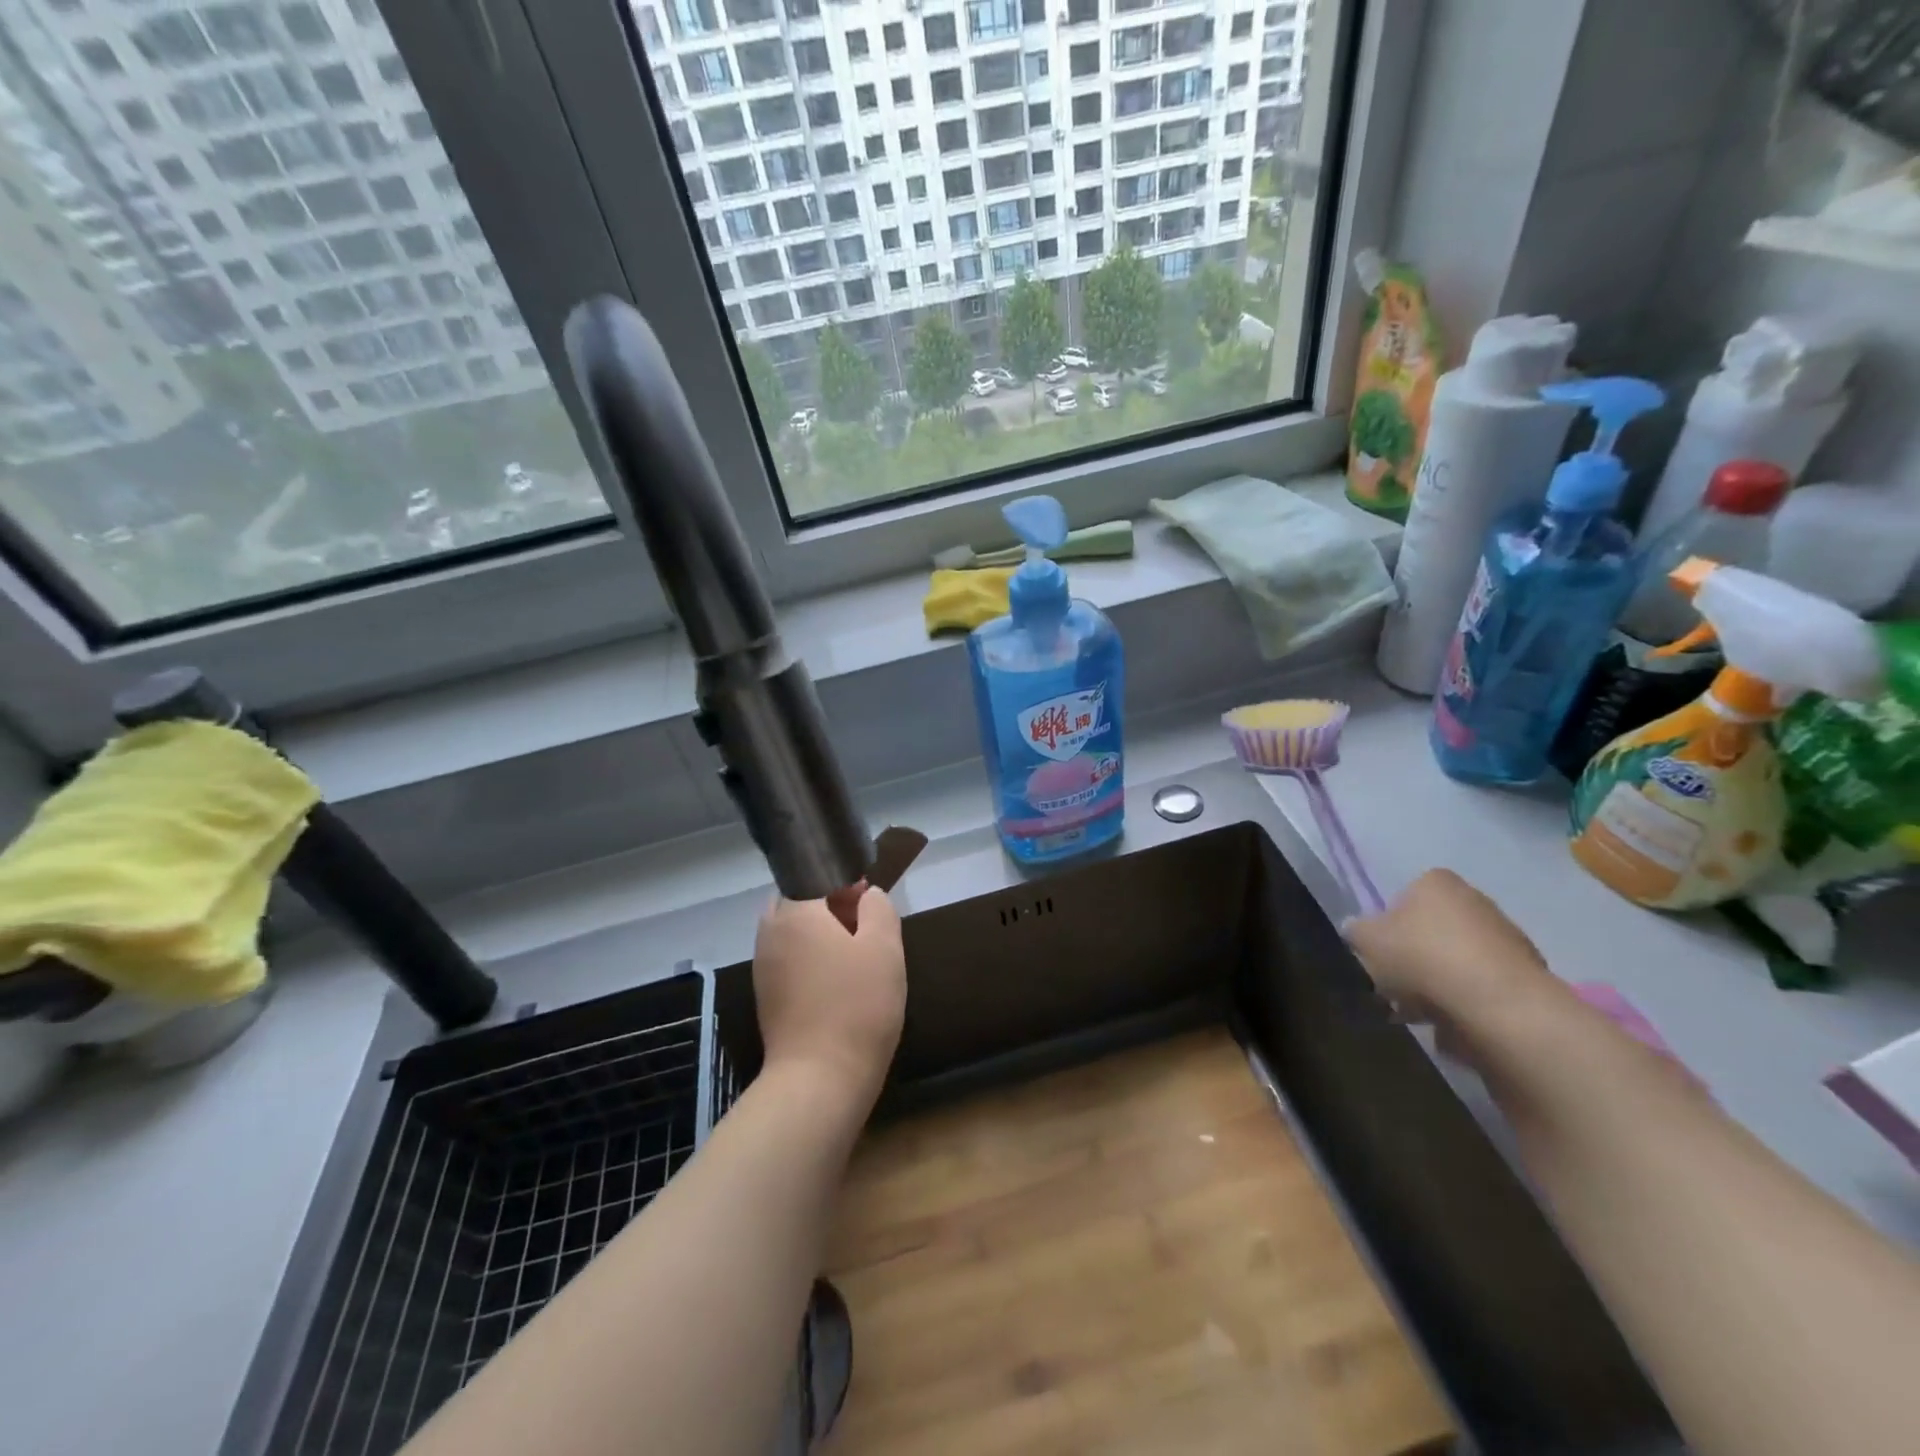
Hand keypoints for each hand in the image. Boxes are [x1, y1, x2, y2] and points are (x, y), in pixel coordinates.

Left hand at [753, 886, 905, 1103]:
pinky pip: (788, 961)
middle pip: (799, 902)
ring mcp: (763, 967)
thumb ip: (878, 907)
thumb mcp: (885, 946)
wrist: (820, 1079)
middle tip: (862, 929)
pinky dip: (809, 962)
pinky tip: (836, 985)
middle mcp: (770, 932)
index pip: (816, 876)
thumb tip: (866, 896)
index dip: (846, 884)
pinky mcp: (766, 997)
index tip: (869, 906)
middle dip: (828, 907)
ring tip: (853, 958)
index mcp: (795, 912)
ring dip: (819, 936)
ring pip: (792, 932)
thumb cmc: (858, 1004)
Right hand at [1343, 869, 1555, 1029]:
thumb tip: (1356, 930)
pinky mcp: (1528, 973)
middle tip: (1396, 986)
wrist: (1498, 1005)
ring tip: (1421, 1012)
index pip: (1404, 897)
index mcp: (1436, 882)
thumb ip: (1356, 930)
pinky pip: (1483, 985)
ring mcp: (1508, 936)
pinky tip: (1453, 1022)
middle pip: (1432, 929)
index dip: (1388, 926)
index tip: (1381, 954)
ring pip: (1457, 958)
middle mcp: (1475, 899)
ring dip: (1440, 981)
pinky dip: (1468, 1000)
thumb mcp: (1366, 940)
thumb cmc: (1423, 958)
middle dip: (1415, 956)